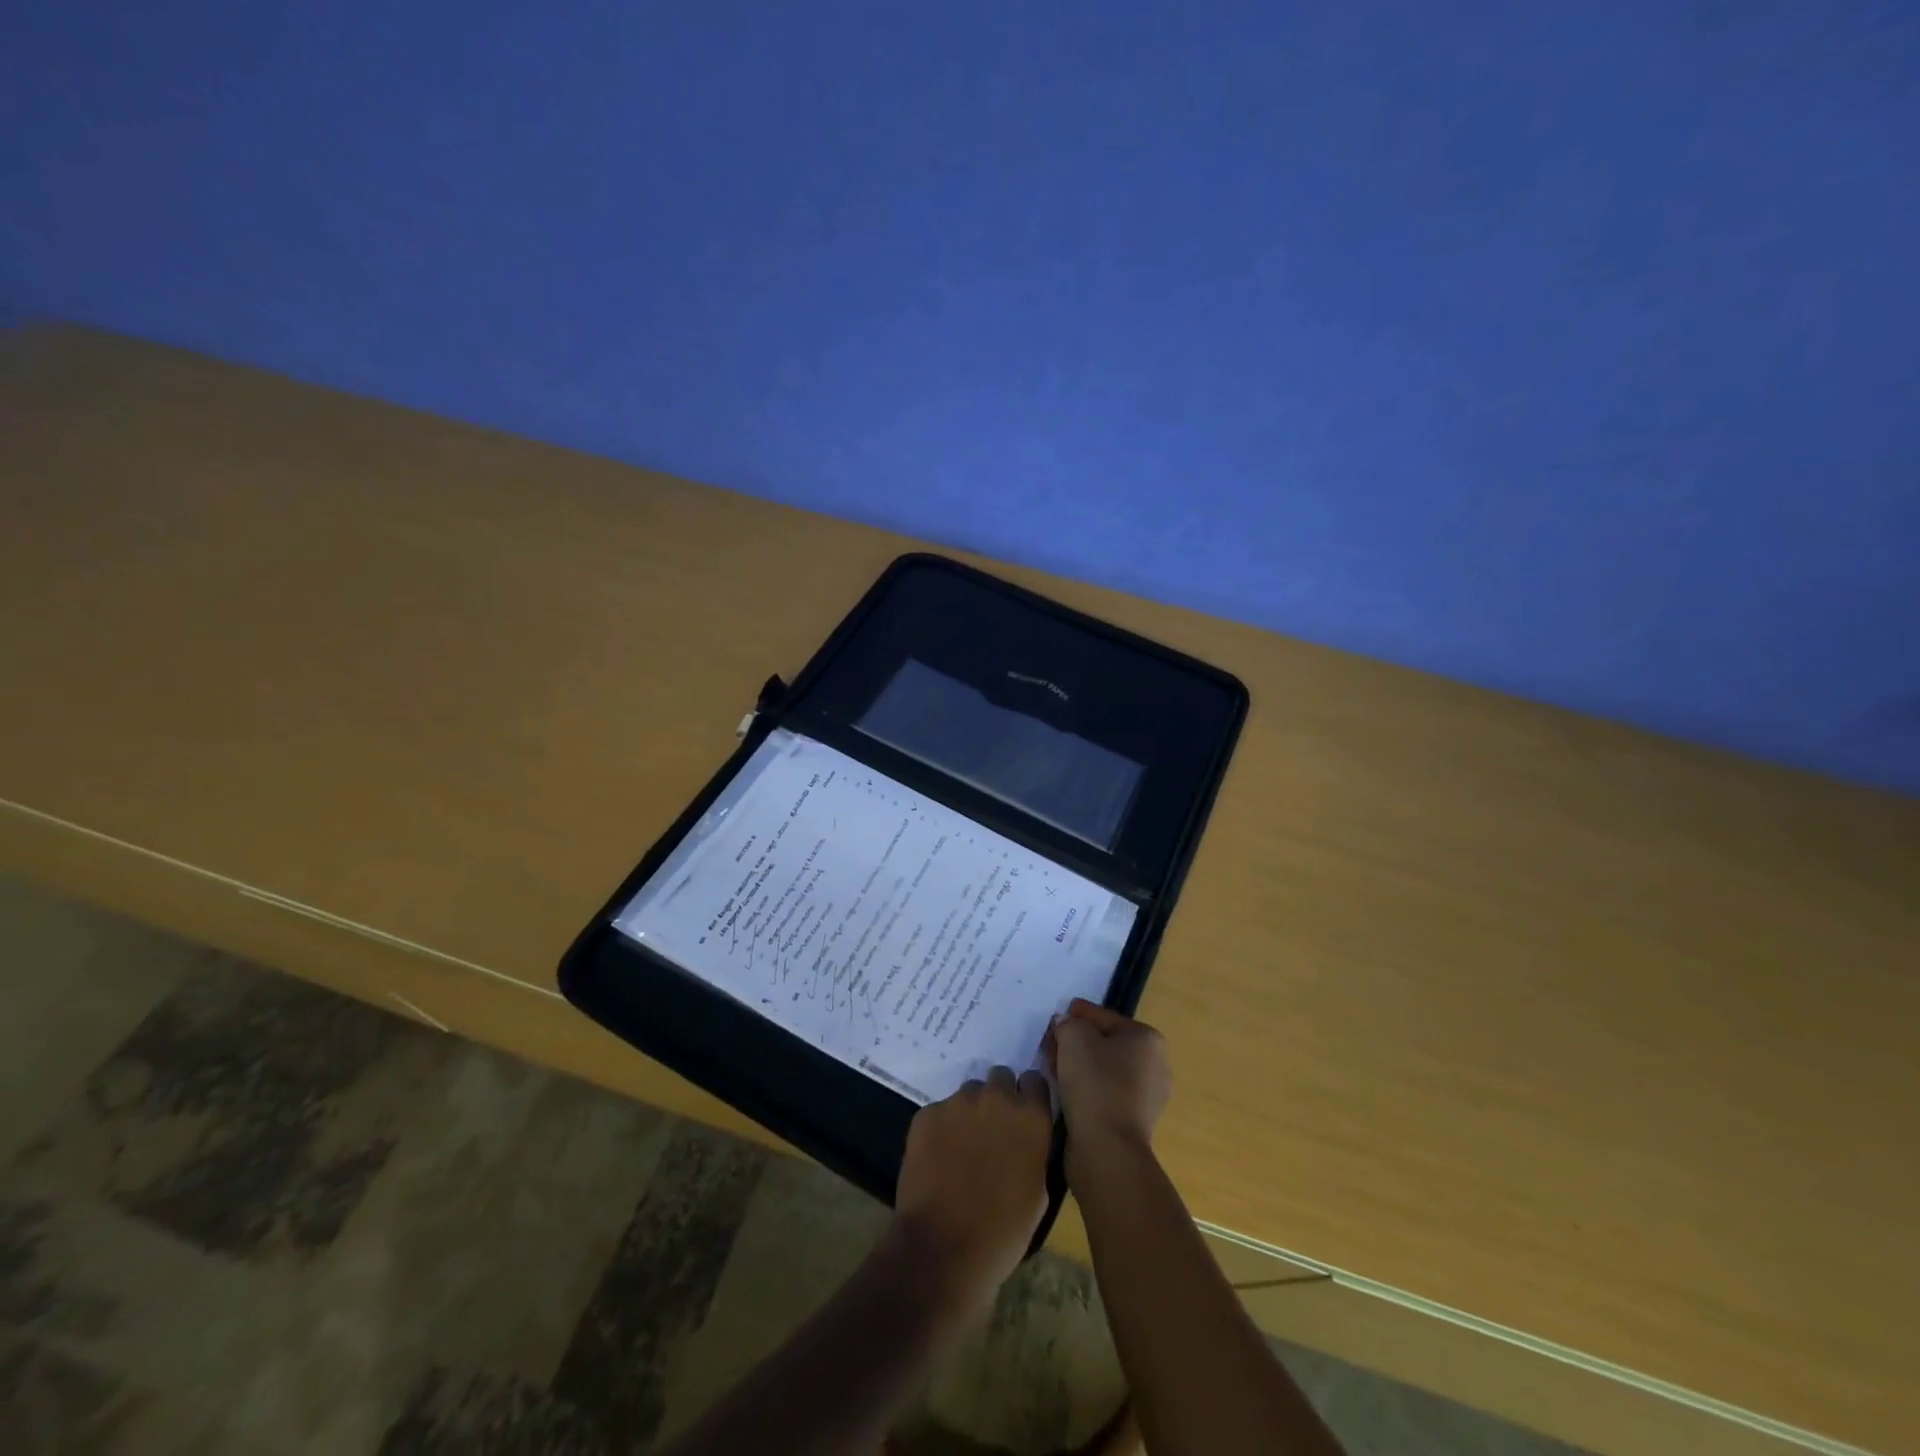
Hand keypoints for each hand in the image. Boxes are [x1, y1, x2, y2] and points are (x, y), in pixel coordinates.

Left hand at [892, 1067, 1053, 1302]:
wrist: (943, 1249)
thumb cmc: (1002, 1232)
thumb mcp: (1038, 1193)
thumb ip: (1033, 1151)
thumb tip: (1025, 1140)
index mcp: (1030, 1117)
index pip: (1035, 1080)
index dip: (1029, 1096)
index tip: (1024, 1114)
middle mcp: (995, 1098)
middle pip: (1000, 1078)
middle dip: (999, 1098)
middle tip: (992, 1131)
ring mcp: (957, 1103)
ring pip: (968, 1093)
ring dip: (970, 1112)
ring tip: (962, 1148)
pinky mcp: (926, 1114)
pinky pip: (939, 1112)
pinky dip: (941, 1128)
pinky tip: (938, 1159)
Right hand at [1046, 999, 1171, 1154]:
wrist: (1108, 1149)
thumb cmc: (1095, 1083)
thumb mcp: (1073, 1037)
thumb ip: (1067, 1023)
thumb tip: (1066, 1027)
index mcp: (1148, 1039)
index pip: (1103, 1017)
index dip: (1076, 1015)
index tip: (1054, 1021)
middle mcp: (1156, 1065)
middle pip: (1106, 1043)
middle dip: (1077, 1042)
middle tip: (1051, 1046)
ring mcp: (1148, 1097)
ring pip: (1105, 1070)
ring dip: (1080, 1067)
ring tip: (1054, 1069)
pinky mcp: (1135, 1123)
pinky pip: (1105, 1094)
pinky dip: (1087, 1090)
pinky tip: (1066, 1092)